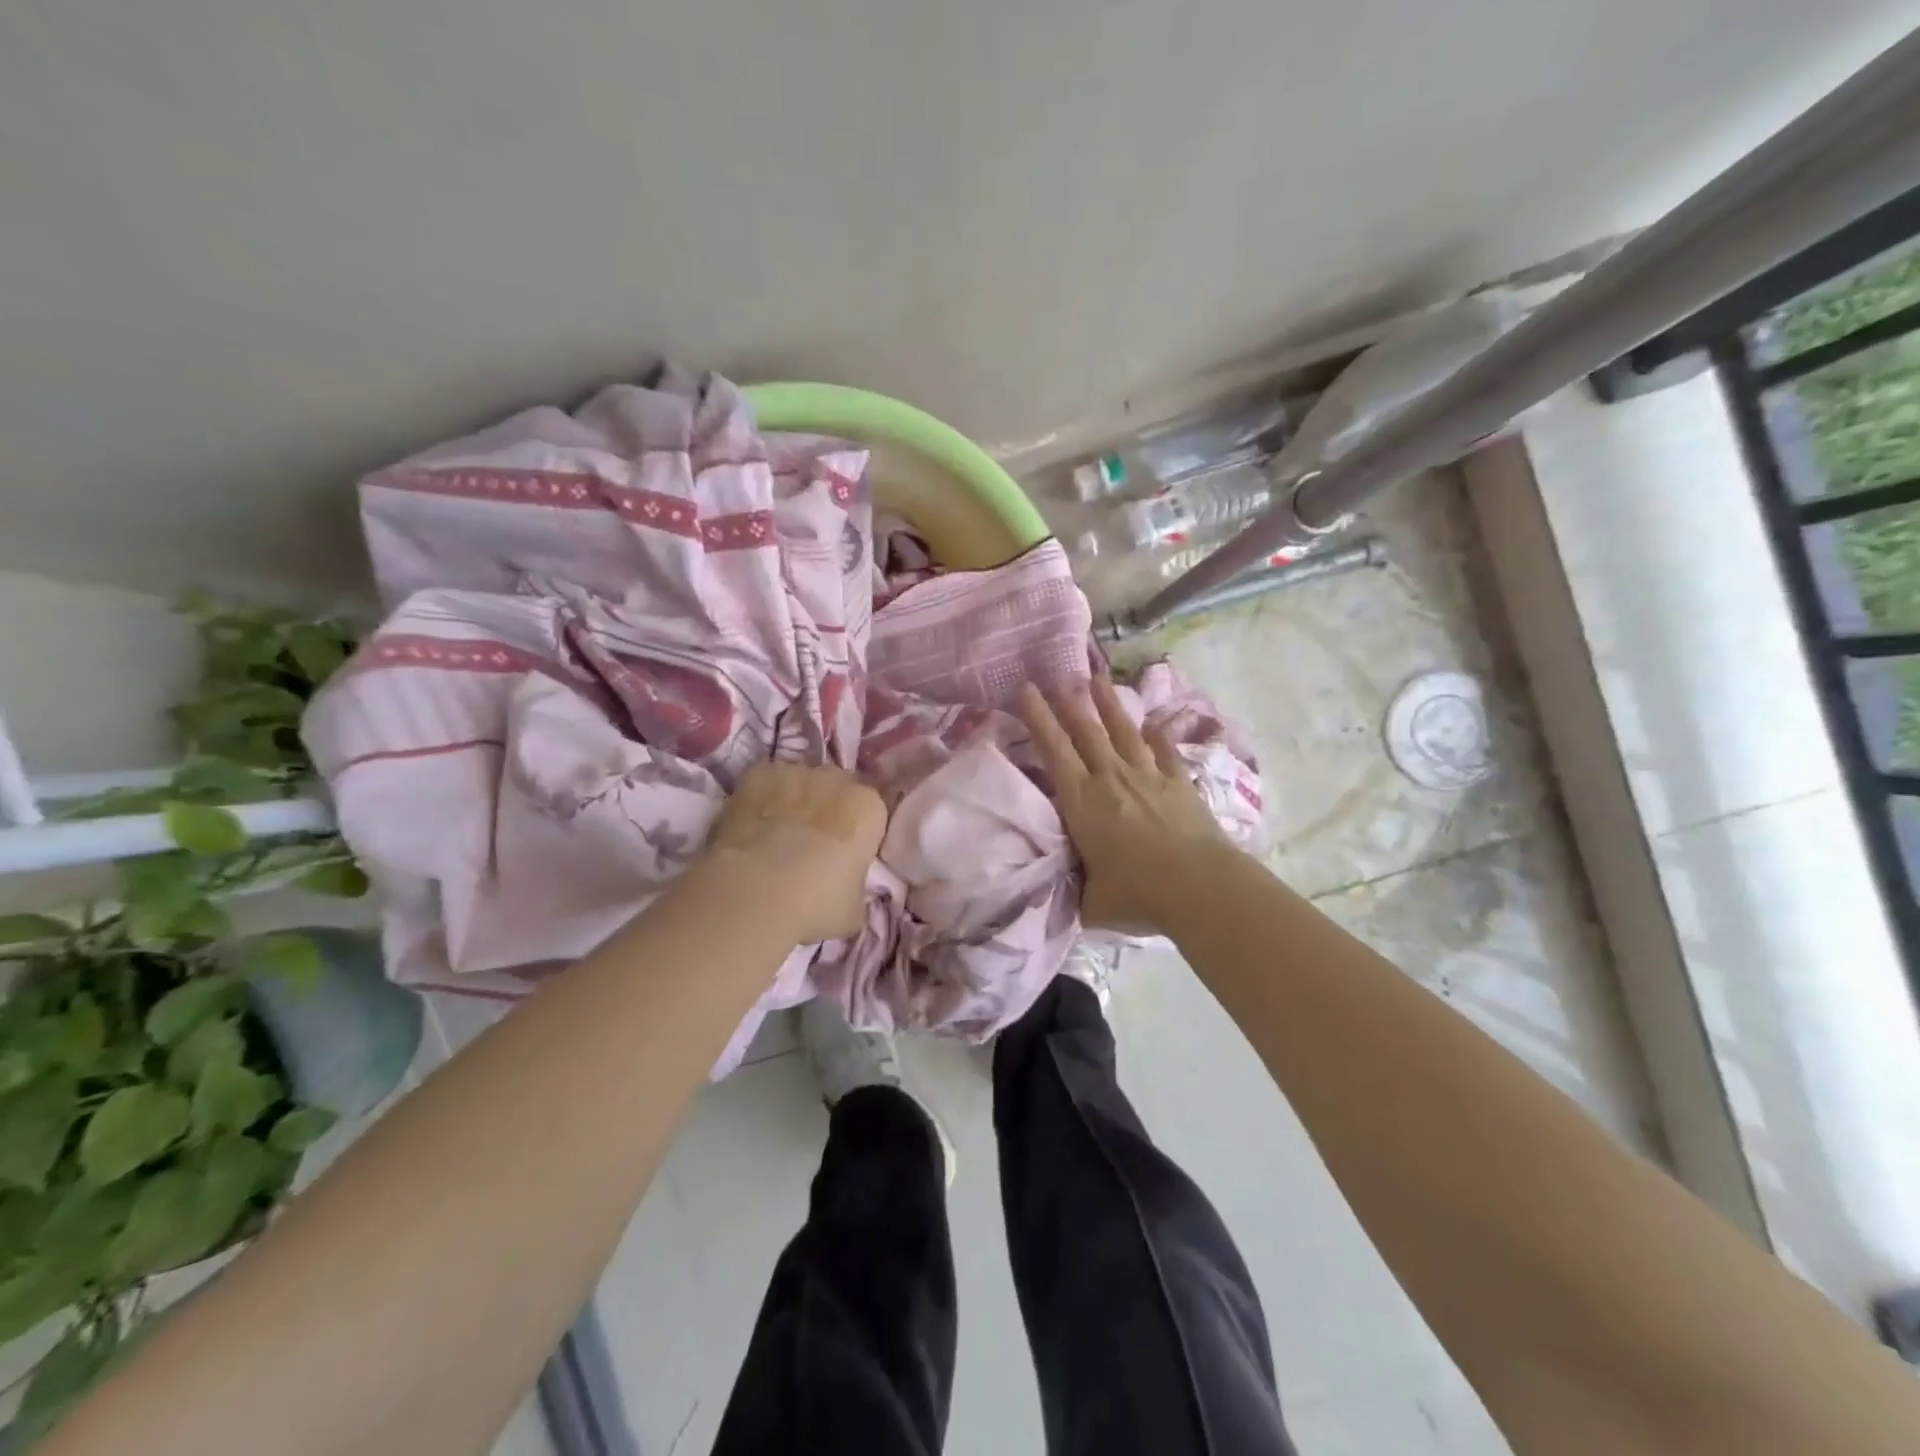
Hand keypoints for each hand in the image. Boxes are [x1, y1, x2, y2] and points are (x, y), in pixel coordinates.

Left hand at [700, 762, 886, 943]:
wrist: (756, 891)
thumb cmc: (817, 902)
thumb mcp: (854, 909)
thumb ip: (856, 887)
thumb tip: (847, 888)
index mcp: (869, 807)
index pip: (870, 813)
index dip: (856, 833)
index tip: (843, 855)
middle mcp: (837, 780)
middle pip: (836, 789)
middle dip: (827, 810)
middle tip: (810, 845)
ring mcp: (795, 773)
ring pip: (800, 783)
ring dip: (794, 802)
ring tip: (774, 836)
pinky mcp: (758, 774)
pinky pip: (766, 783)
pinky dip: (761, 800)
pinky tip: (750, 826)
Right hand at [1020, 677, 1239, 933]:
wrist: (1201, 887)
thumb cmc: (1138, 895)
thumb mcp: (1091, 902)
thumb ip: (1075, 891)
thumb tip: (1065, 893)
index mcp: (1082, 801)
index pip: (1054, 750)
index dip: (1038, 718)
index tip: (1026, 690)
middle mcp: (1112, 778)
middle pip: (1086, 731)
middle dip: (1068, 702)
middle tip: (1057, 676)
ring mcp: (1149, 777)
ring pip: (1123, 732)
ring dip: (1109, 705)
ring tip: (1098, 680)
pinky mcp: (1180, 784)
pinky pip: (1165, 753)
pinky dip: (1158, 737)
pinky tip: (1154, 725)